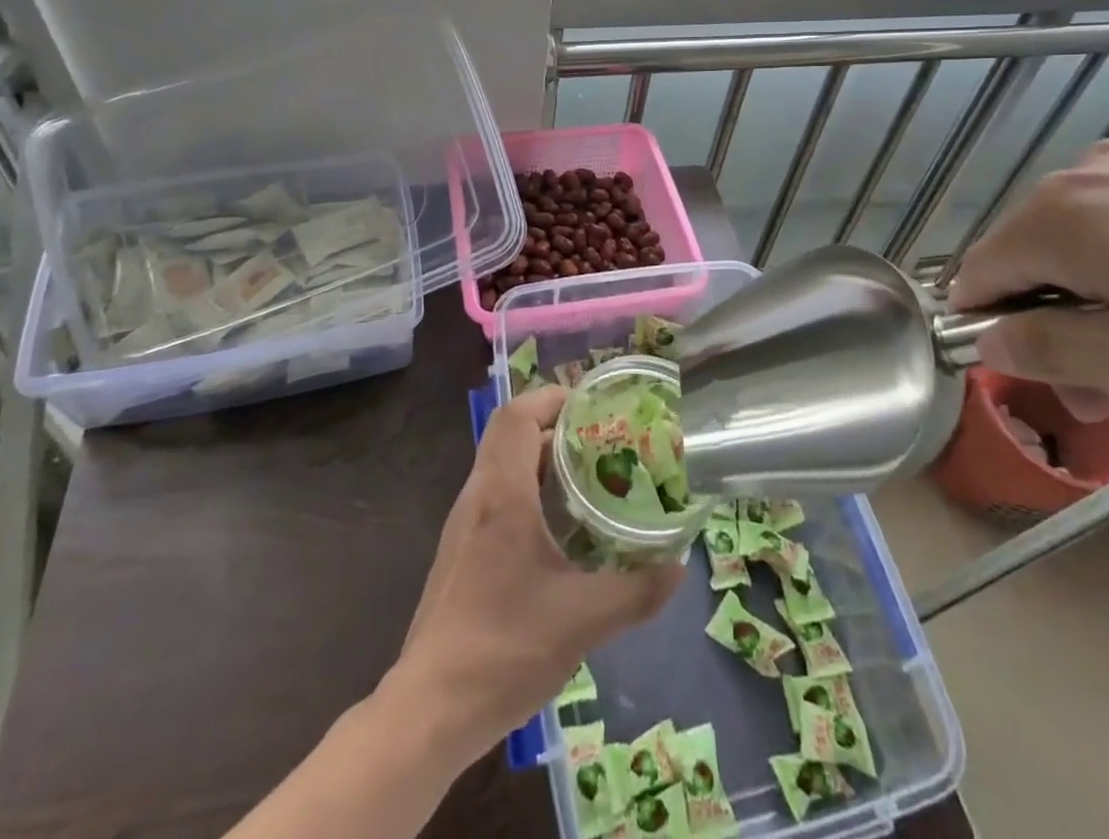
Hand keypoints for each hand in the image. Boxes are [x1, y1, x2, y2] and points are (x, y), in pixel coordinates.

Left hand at [384, 386, 682, 764]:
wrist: (430, 709)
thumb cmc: (505, 648)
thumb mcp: (583, 620)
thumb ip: (636, 591)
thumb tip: (677, 567)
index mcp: (501, 494)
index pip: (516, 416)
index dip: (551, 398)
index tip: (590, 405)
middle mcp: (477, 498)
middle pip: (509, 436)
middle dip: (554, 429)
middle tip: (601, 442)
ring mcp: (463, 527)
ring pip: (501, 468)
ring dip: (540, 462)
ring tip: (588, 480)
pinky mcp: (459, 554)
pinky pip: (495, 499)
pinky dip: (527, 492)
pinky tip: (558, 532)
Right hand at [949, 141, 1108, 432]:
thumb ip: (1045, 349)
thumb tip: (987, 339)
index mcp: (1058, 216)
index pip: (977, 274)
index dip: (992, 332)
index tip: (1045, 381)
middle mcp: (1086, 175)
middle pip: (1028, 257)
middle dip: (1052, 324)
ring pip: (1080, 243)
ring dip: (1096, 301)